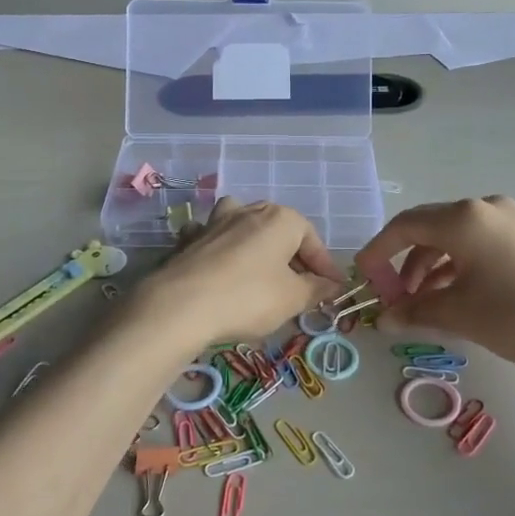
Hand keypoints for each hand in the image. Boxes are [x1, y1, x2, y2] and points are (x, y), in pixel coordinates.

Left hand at [145, 198, 344, 350]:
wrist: (181, 305)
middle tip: (301, 287)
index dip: (325, 267)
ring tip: (261, 272)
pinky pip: (213, 239)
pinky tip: (220, 267)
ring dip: (256, 245)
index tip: (333, 290)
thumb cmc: (248, 297)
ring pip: (244, 226)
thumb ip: (316, 289)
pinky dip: (221, 249)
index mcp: (280, 219)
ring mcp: (215, 221)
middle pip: (280, 231)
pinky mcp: (190, 239)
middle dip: (292, 257)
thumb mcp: (293, 299)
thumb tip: (331, 285)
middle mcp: (248, 210)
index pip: (313, 240)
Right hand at [355, 196, 514, 373]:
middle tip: (392, 295)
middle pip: (428, 228)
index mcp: (463, 218)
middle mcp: (484, 208)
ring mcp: (509, 220)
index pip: (405, 226)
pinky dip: (457, 265)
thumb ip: (414, 311)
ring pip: (453, 237)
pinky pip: (477, 243)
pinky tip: (452, 294)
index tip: (362, 275)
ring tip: (421, 302)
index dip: (378, 250)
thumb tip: (384, 318)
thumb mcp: (459, 315)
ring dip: (430, 266)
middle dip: (404, 261)